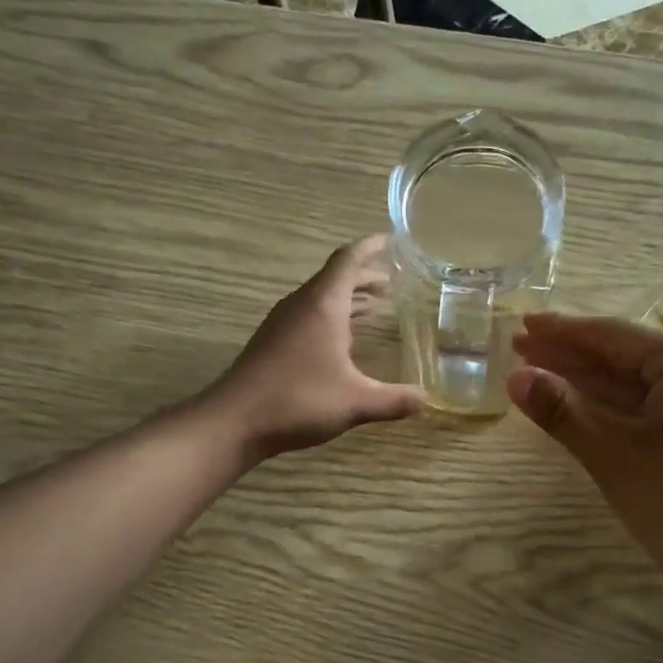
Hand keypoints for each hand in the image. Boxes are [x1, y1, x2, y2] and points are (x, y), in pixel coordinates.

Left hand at [212, 236, 424, 457]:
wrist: (234, 421)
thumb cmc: (298, 400)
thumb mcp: (356, 402)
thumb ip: (395, 400)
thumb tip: (428, 401)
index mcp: (323, 305)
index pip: (349, 260)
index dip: (371, 247)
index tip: (392, 240)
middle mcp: (302, 305)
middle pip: (336, 277)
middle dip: (365, 276)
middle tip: (394, 280)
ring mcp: (283, 323)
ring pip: (321, 298)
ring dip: (348, 297)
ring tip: (376, 306)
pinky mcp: (273, 342)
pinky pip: (309, 316)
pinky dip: (333, 317)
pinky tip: (344, 341)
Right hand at [507, 313, 662, 598]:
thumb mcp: (615, 456)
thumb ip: (563, 412)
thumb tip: (516, 378)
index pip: (612, 337)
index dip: (561, 333)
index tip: (521, 326)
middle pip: (626, 358)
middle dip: (572, 357)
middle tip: (521, 350)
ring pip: (641, 386)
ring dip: (592, 384)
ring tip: (543, 376)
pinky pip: (657, 409)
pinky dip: (619, 409)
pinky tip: (590, 410)